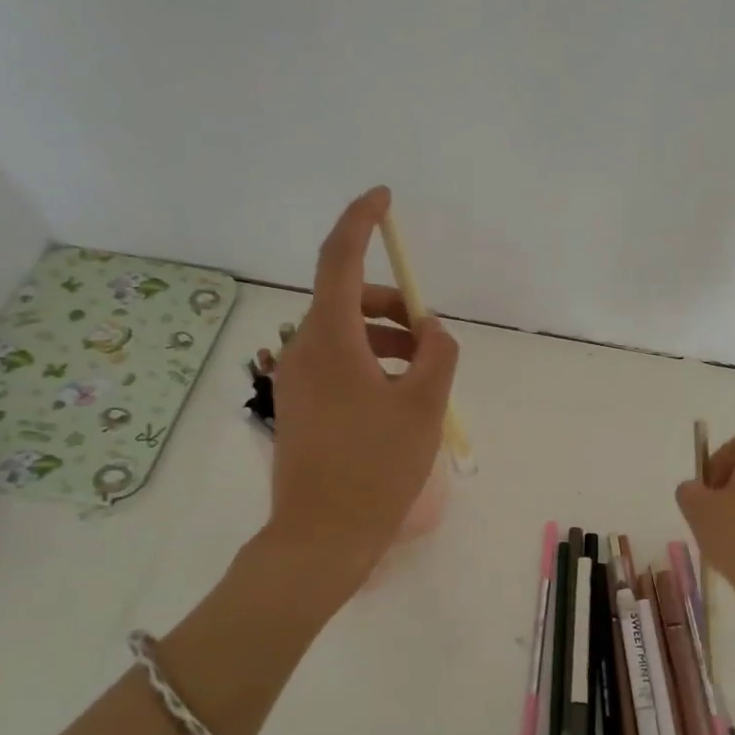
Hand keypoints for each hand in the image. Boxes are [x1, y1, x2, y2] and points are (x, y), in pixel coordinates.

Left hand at [265, 187, 459, 593]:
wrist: (321, 537)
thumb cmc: (375, 467)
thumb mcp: (423, 405)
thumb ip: (438, 354)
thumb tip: (433, 332)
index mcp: (329, 339)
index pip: (340, 259)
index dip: (362, 221)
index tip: (384, 197)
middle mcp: (302, 349)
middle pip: (348, 299)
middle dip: (394, 304)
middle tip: (431, 335)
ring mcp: (295, 378)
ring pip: (344, 333)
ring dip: (386, 337)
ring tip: (424, 374)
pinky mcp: (298, 404)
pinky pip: (338, 362)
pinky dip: (371, 362)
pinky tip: (398, 397)